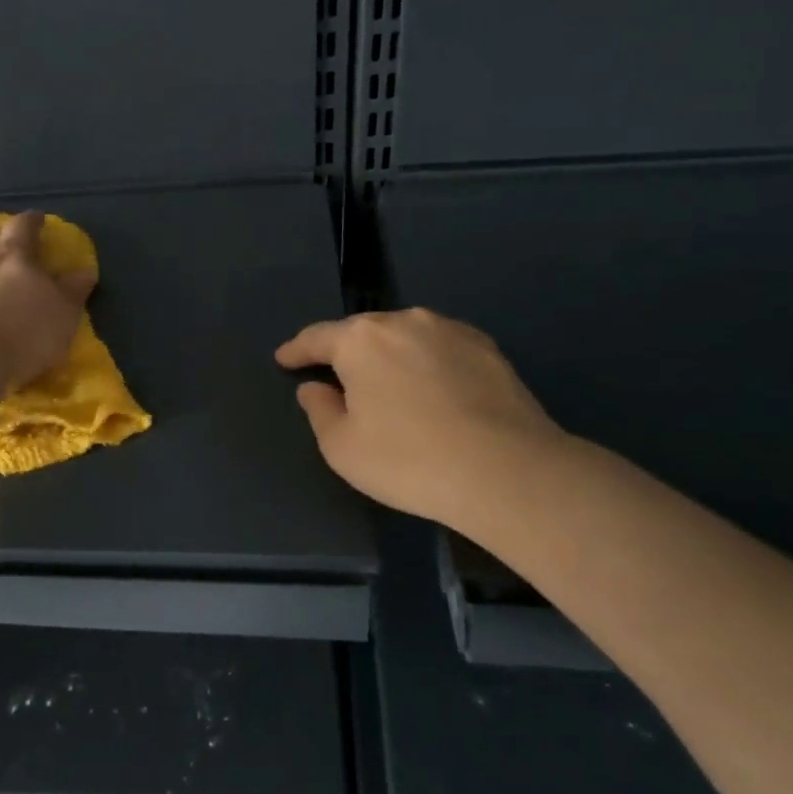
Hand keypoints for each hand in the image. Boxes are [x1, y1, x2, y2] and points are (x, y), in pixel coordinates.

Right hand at [275, 308, 565, 527]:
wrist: (508, 472)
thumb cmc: (408, 460)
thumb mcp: (342, 447)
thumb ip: (319, 410)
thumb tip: (315, 388)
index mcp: (361, 339)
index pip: (317, 337)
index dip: (296, 350)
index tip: (284, 359)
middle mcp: (405, 321)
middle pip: (362, 332)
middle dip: (345, 351)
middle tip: (335, 377)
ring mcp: (451, 331)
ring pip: (404, 337)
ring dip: (388, 356)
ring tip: (385, 384)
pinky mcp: (487, 349)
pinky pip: (439, 348)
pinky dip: (424, 363)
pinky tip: (429, 389)